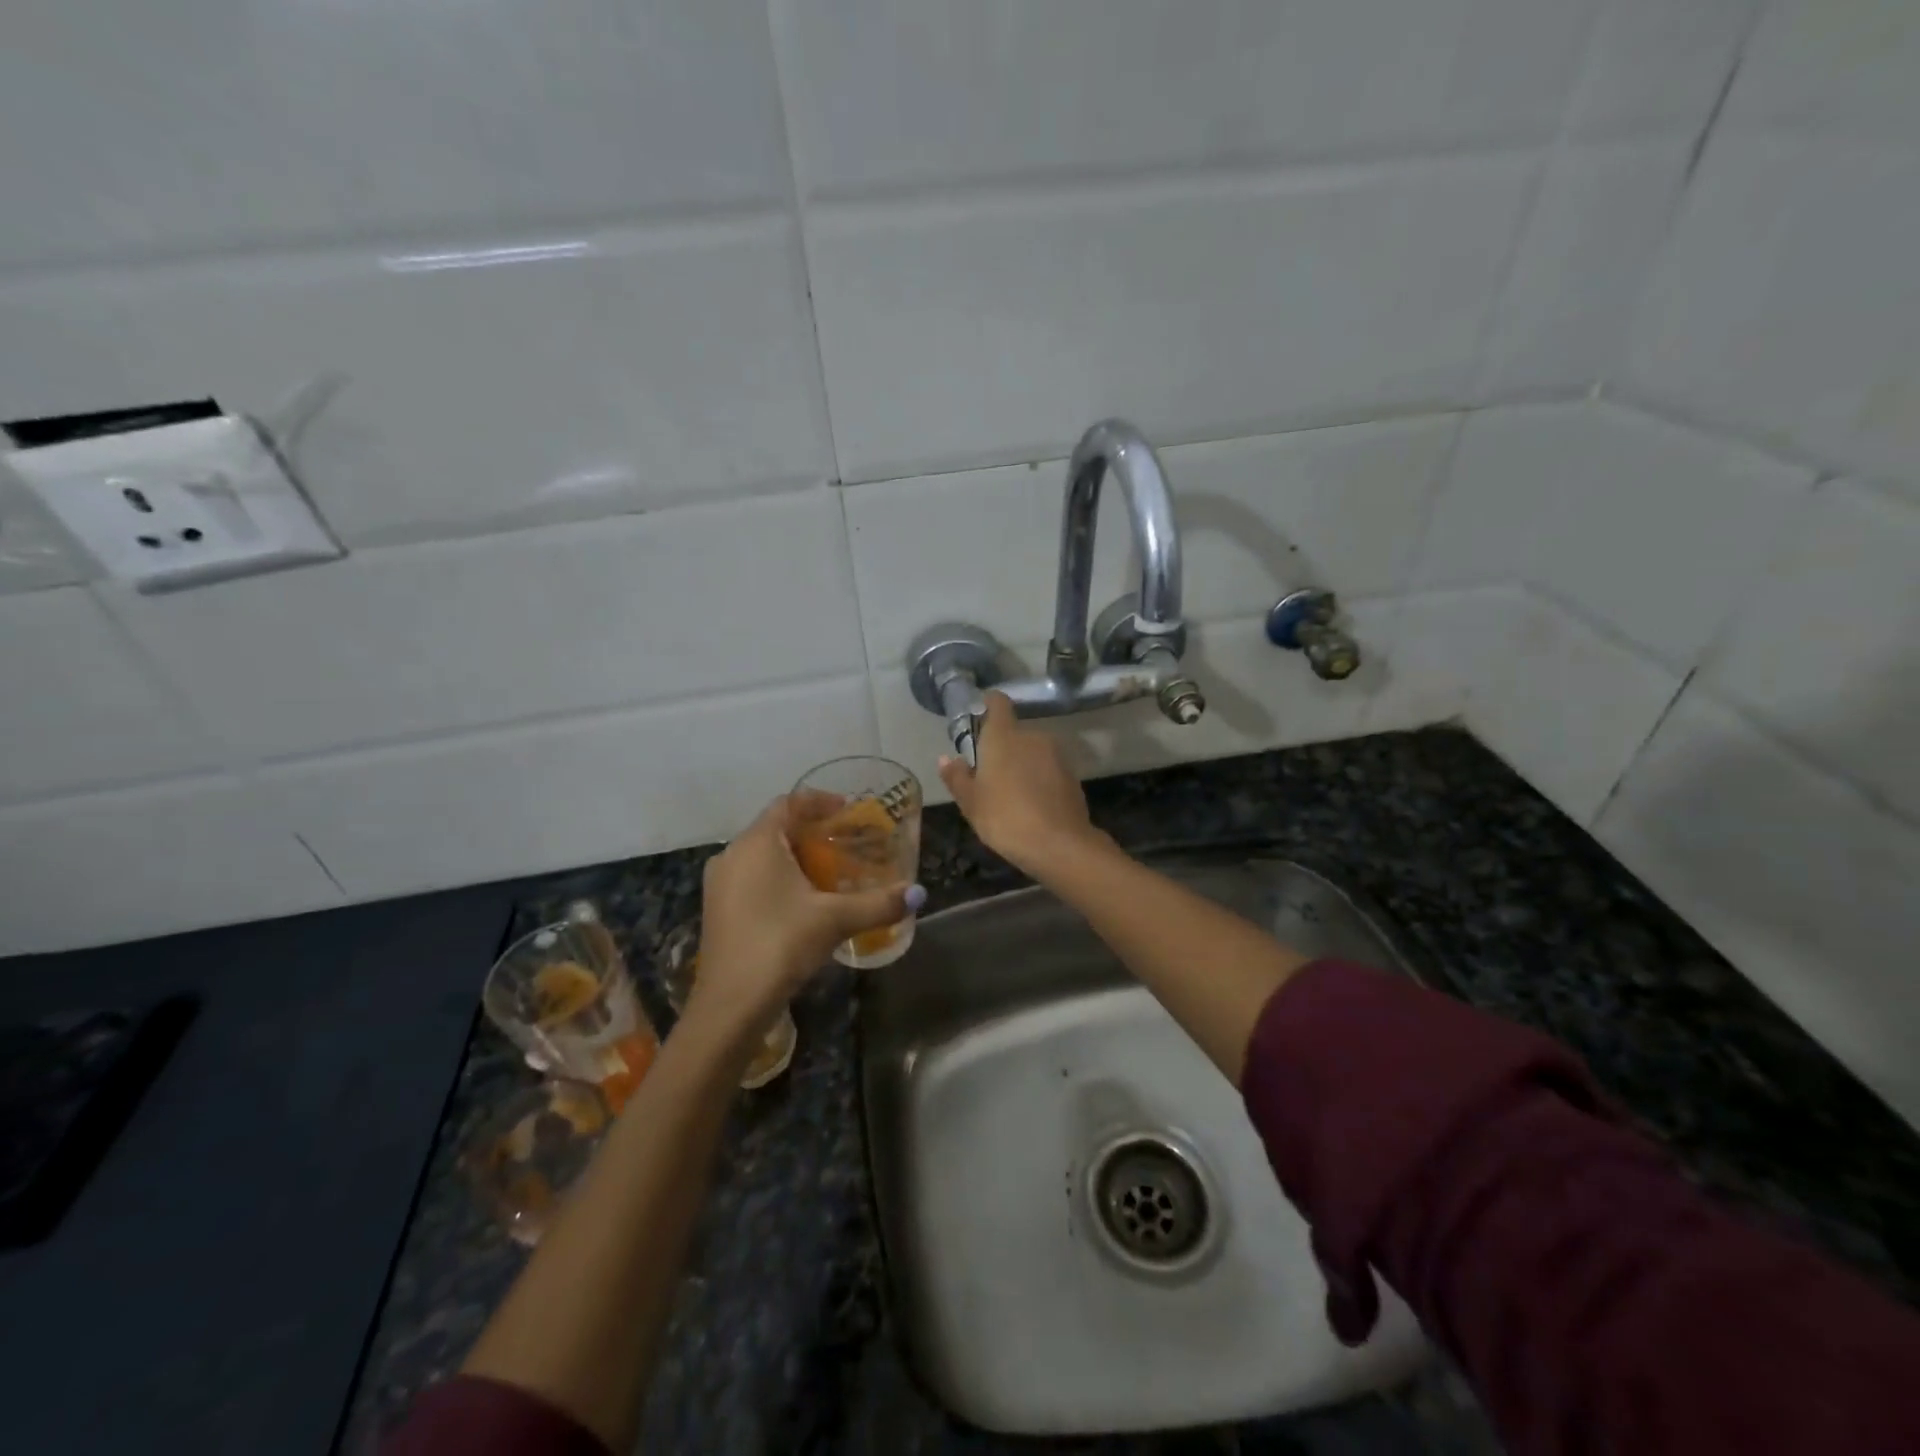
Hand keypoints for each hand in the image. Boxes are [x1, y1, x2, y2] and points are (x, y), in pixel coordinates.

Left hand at [690, 796, 922, 1034]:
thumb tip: (918, 893)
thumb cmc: (780, 945)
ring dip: (794, 856)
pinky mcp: (718, 910)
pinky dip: (778, 877)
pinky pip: (752, 877)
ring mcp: (720, 884)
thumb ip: (878, 903)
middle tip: (846, 842)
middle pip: (775, 828)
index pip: (788, 803)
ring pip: (762, 855)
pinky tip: (803, 901)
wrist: (730, 1006)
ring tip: (829, 871)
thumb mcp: (835, 920)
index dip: (819, 801)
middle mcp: (732, 855)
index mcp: (756, 843)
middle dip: (811, 831)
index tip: (847, 811)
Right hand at [938, 691, 1106, 877]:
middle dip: (1002, 748)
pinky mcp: (1072, 775)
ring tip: (1011, 795)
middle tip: (989, 776)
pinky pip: (1049, 770)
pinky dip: (1040, 780)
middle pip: (1014, 733)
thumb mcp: (971, 803)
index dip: (988, 704)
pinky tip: (1033, 806)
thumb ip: (957, 777)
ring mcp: (1056, 755)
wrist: (1060, 845)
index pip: (998, 702)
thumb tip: (945, 758)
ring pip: (1033, 752)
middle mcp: (1032, 736)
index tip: (979, 714)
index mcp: (1004, 736)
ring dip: (1022, 765)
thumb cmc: (1005, 818)